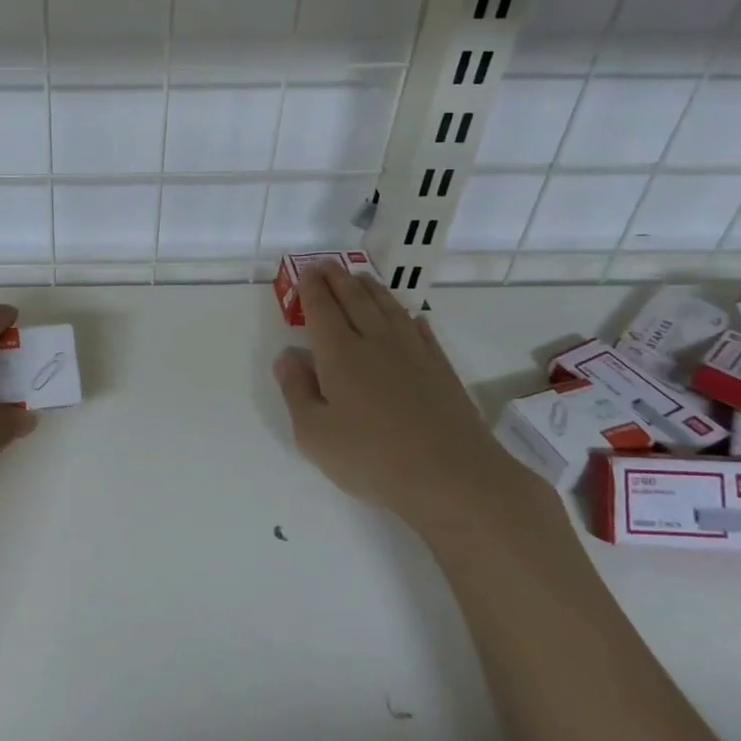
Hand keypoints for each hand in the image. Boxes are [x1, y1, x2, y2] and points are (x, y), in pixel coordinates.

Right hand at [273, 264, 532, 529]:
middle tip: (327, 263)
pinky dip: (410, 317)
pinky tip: (411, 317)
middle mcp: (375, 342)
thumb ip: (296, 391)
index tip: (307, 270)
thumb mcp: (314, 435)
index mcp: (339, 354)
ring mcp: (413, 353)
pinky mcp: (441, 369)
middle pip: (355, 300)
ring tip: (361, 277)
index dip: (312, 287)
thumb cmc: (372, 458)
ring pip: (389, 308)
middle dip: (338, 279)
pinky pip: (422, 331)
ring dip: (372, 289)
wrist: (452, 477)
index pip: (322, 309)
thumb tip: (287, 356)